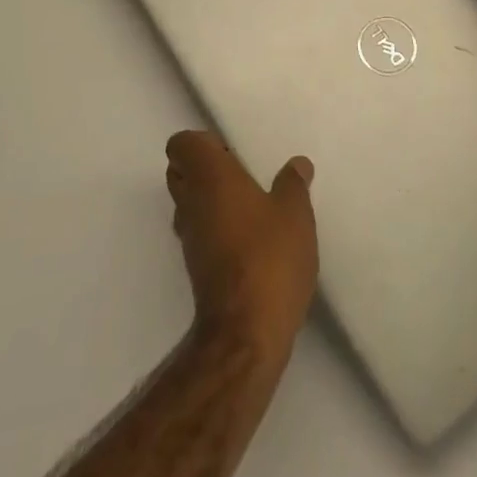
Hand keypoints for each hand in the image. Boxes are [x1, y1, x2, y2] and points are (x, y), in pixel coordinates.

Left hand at [165, 131, 317, 361]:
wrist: (245, 334)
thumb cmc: (269, 258)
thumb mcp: (294, 214)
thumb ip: (293, 184)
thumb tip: (298, 165)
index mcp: (209, 176)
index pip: (181, 144)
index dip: (200, 142)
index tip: (230, 151)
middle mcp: (191, 201)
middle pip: (179, 171)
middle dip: (202, 167)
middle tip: (240, 173)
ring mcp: (189, 238)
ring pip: (186, 202)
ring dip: (208, 198)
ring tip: (248, 204)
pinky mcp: (195, 267)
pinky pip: (197, 231)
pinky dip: (213, 226)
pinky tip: (247, 237)